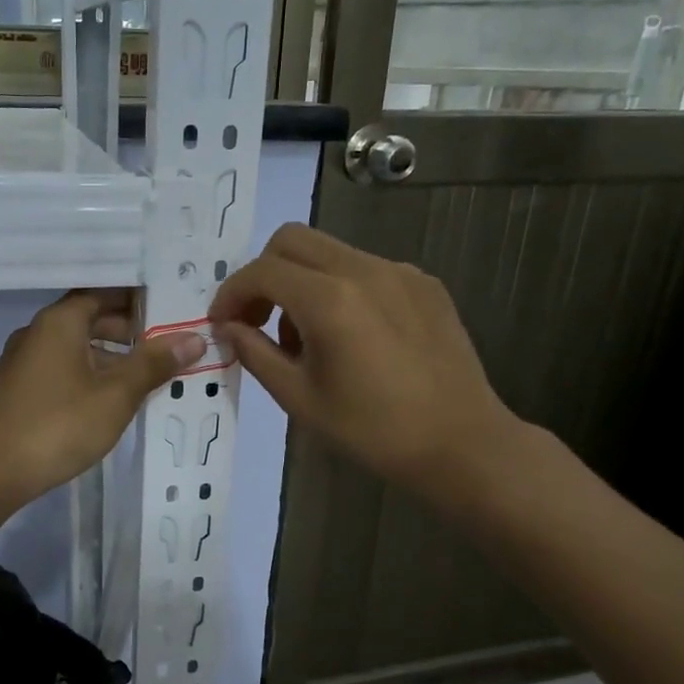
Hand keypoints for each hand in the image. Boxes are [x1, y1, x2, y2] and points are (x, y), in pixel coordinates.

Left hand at [0, 289, 206, 503]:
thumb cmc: (58, 425)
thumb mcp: (116, 395)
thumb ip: (154, 364)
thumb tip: (194, 338)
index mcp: (59, 322)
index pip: (103, 293)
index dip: (137, 299)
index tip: (169, 307)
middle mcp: (36, 333)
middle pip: (87, 319)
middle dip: (127, 330)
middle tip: (165, 343)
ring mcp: (21, 363)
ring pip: (73, 347)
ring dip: (108, 356)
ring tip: (144, 375)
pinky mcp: (16, 391)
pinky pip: (59, 370)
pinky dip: (87, 374)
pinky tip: (107, 401)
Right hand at [208, 224, 524, 499]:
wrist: (460, 443)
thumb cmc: (373, 431)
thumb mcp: (300, 398)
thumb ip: (256, 353)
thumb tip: (229, 328)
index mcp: (330, 300)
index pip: (261, 271)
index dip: (231, 294)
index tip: (222, 324)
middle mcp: (365, 270)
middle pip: (292, 240)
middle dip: (262, 274)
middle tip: (257, 319)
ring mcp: (400, 272)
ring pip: (329, 252)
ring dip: (301, 281)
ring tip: (306, 338)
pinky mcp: (424, 284)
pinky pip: (365, 268)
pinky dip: (340, 288)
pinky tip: (351, 336)